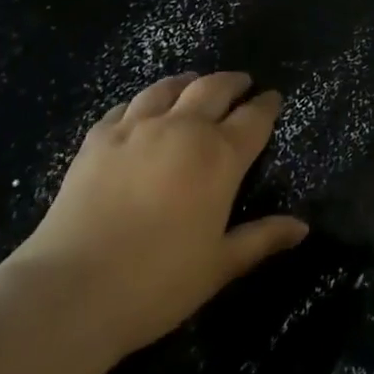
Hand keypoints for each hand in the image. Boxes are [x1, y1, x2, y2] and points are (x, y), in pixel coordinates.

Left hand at [3, 72, 308, 373]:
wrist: (71, 290)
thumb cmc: (157, 283)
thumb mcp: (219, 266)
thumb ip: (262, 239)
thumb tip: (302, 227)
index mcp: (219, 157)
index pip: (253, 118)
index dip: (267, 105)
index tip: (274, 97)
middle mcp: (182, 129)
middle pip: (213, 89)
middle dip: (233, 83)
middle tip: (242, 83)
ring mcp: (136, 129)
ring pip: (169, 88)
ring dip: (189, 82)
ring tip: (195, 83)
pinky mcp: (98, 138)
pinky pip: (126, 105)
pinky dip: (144, 100)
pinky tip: (143, 108)